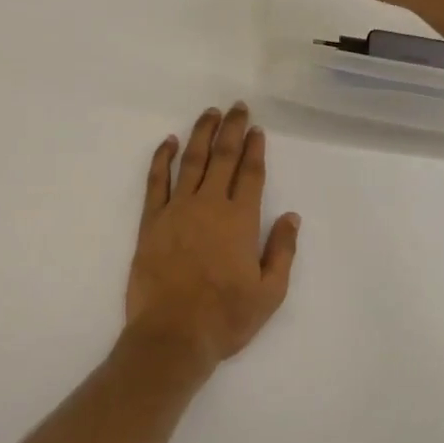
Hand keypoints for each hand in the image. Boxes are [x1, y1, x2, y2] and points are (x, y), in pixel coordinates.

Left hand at [125, 104, 299, 376]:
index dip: (255, 149)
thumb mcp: (269, 294)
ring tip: (210, 113)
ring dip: (201, 133)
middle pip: (223, 157)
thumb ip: (282, 251)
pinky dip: (162, 158)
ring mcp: (177, 209)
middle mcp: (209, 205)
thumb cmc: (225, 318)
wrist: (172, 335)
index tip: (257, 130)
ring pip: (191, 160)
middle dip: (232, 129)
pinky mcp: (152, 220)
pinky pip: (157, 180)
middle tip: (237, 107)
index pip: (250, 174)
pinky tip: (168, 141)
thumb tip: (292, 216)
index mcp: (240, 220)